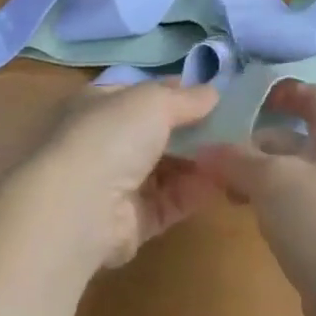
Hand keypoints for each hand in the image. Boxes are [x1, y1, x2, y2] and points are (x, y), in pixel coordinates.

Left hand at [33, 81, 223, 269]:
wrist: (79, 208)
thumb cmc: (112, 136)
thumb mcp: (154, 101)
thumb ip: (186, 98)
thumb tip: (212, 92)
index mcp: (99, 105)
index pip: (142, 94)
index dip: (176, 93)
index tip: (212, 95)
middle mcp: (104, 142)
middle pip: (156, 134)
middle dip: (191, 132)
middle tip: (232, 128)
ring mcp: (115, 184)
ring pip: (165, 170)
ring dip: (197, 163)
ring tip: (235, 155)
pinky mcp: (130, 222)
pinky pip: (169, 202)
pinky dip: (194, 193)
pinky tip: (222, 183)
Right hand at [198, 81, 315, 315]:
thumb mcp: (272, 180)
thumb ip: (236, 159)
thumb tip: (204, 150)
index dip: (286, 90)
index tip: (250, 96)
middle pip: (298, 135)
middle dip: (257, 139)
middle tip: (218, 147)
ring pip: (291, 171)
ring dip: (257, 171)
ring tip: (221, 183)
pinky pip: (294, 201)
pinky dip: (267, 199)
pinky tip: (243, 210)